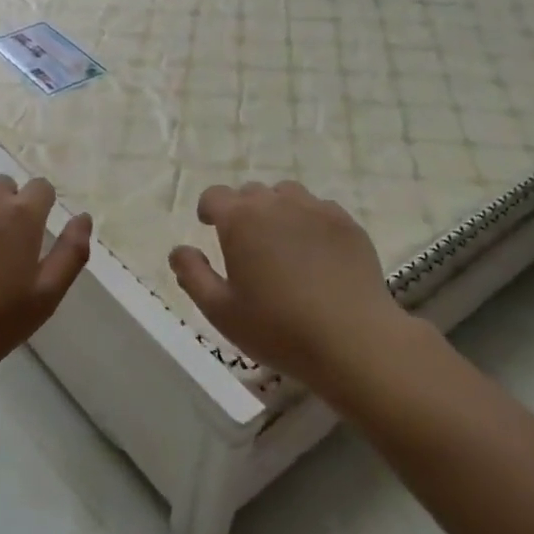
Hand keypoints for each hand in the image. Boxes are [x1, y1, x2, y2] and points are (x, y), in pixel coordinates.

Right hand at [169, 181, 419, 387]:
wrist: (354, 341)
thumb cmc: (278, 328)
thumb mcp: (220, 310)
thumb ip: (192, 275)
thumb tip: (179, 250)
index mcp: (240, 220)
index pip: (215, 195)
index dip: (209, 209)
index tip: (209, 226)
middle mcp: (277, 204)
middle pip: (251, 192)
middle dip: (242, 210)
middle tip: (245, 244)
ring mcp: (317, 210)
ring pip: (287, 195)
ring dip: (276, 210)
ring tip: (280, 242)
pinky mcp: (348, 224)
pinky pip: (320, 209)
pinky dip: (310, 221)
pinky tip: (315, 252)